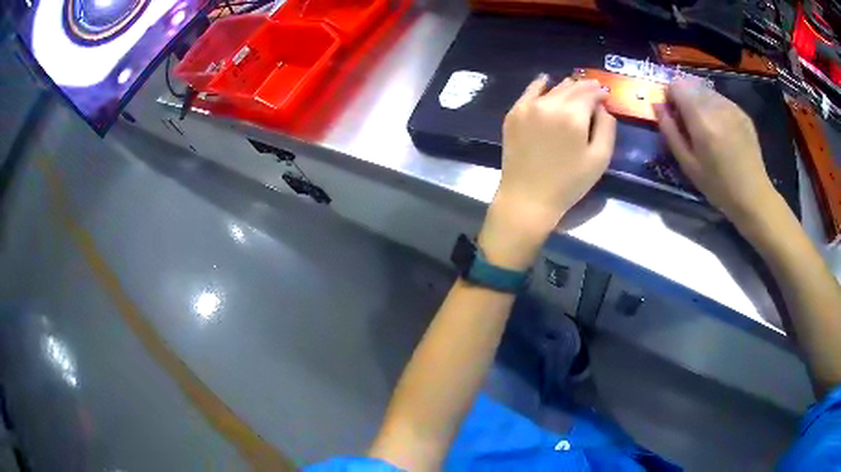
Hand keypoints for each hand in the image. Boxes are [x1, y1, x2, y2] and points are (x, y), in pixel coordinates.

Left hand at [479, 75, 615, 269]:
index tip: (605, 95)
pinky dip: (540, 85)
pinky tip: (545, 81)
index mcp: (573, 115)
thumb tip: (602, 107)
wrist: (528, 197)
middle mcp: (550, 104)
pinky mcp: (514, 113)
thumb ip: (606, 128)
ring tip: (575, 87)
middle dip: (585, 87)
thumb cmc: (569, 183)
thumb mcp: (599, 159)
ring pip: (553, 88)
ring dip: (567, 87)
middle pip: (572, 87)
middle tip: (594, 88)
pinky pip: (530, 91)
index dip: (600, 92)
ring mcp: (529, 106)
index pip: (590, 93)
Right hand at [655, 78, 779, 224]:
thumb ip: (670, 131)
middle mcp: (716, 105)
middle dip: (684, 99)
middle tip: (688, 123)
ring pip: (706, 91)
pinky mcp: (742, 112)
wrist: (753, 195)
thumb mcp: (688, 164)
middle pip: (691, 85)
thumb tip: (656, 105)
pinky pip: (720, 100)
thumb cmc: (718, 186)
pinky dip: (714, 108)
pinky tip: (721, 131)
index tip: (672, 114)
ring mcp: (731, 107)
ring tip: (706, 128)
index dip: (669, 96)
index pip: (676, 86)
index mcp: (701, 119)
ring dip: (700, 102)